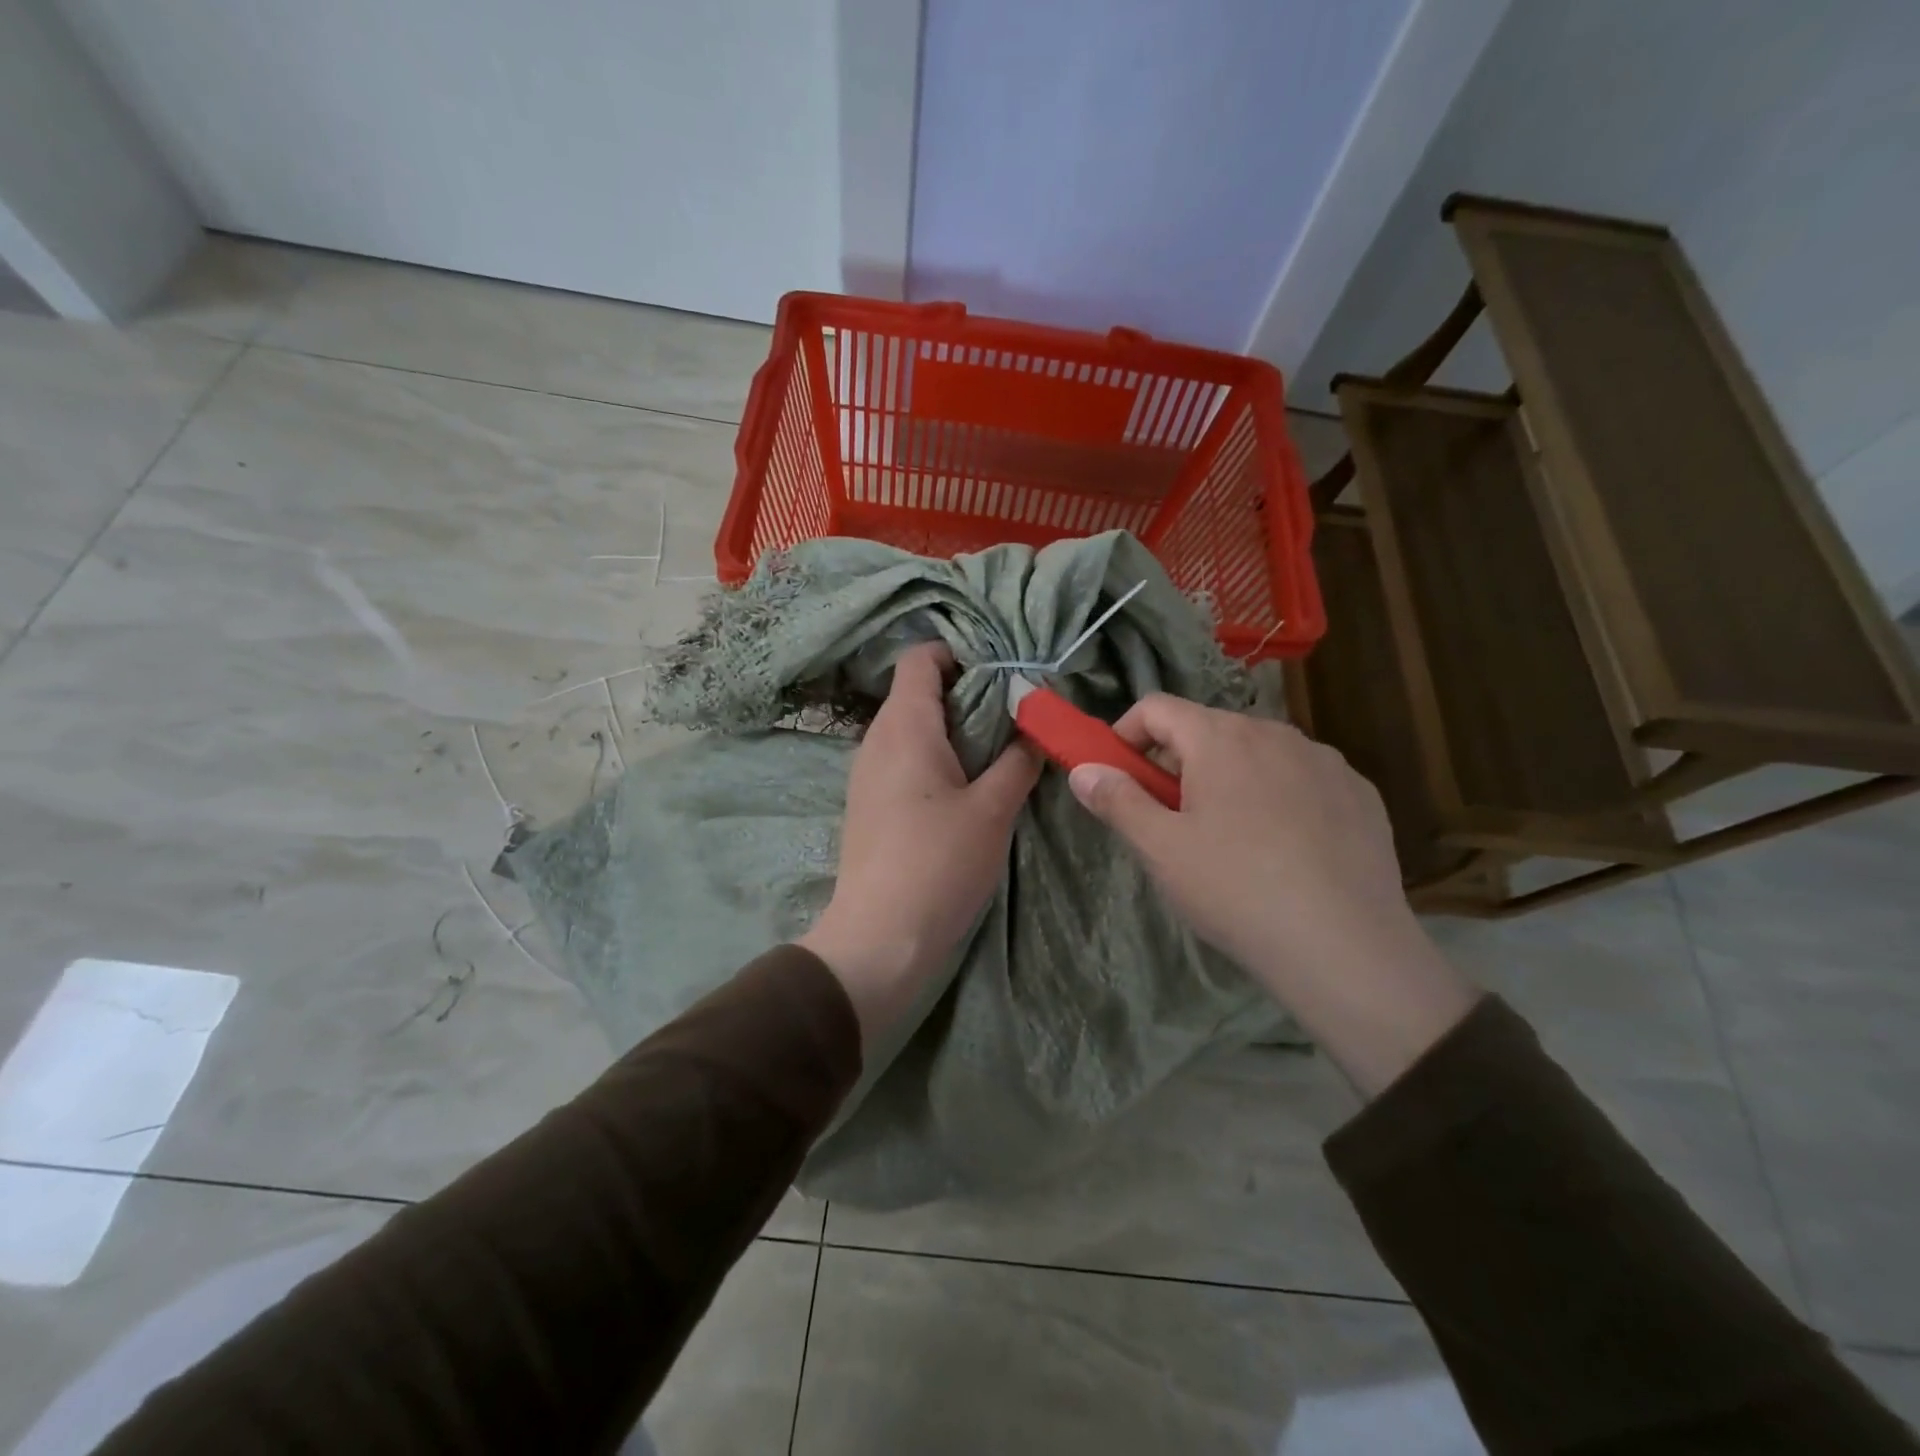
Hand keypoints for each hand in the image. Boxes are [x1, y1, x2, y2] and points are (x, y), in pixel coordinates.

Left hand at [799, 642, 1042, 1044]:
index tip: (1002, 676)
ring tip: (998, 755)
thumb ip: (1018, 760)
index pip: (920, 657)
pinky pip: (904, 760)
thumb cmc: (939, 863)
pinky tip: (968, 789)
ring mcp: (868, 773)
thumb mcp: (993, 809)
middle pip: (919, 691)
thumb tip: (1034, 729)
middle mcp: (877, 739)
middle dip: (968, 695)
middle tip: (1014, 719)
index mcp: (904, 725)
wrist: (880, 937)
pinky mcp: (870, 804)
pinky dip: (936, 759)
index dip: (959, 654)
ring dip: (954, 731)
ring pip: (913, 728)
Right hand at [1068, 697, 1477, 1094]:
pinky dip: (1280, 796)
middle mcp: (1275, 732)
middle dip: (1179, 763)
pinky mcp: (1360, 792)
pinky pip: (1302, 778)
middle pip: (1208, 729)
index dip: (1126, 735)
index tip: (1119, 778)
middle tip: (1172, 820)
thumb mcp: (1160, 850)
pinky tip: (1286, 849)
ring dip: (1230, 778)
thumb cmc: (1236, 890)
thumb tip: (1083, 770)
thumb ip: (1117, 800)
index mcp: (1220, 738)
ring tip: (1231, 839)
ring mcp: (1325, 760)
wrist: (1345, 947)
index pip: (1156, 708)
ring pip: (1258, 753)